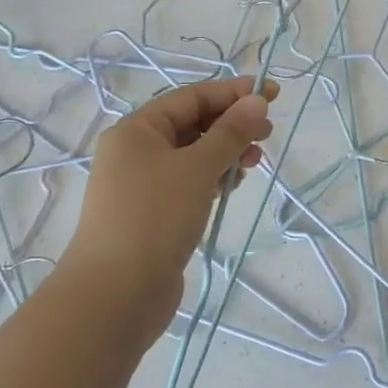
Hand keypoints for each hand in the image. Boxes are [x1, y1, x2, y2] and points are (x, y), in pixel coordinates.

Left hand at [62, 76, 277, 342]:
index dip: (233, 92)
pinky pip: (190, 182)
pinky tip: (233, 185)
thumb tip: (257, 100)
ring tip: (254, 163)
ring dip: (226, 152)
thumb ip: (230, 132)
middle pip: (192, 124)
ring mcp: (143, 184)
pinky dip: (214, 177)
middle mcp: (136, 151)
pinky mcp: (154, 213)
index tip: (272, 94)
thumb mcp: (198, 168)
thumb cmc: (154, 218)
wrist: (115, 295)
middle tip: (267, 133)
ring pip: (193, 155)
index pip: (192, 97)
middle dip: (232, 124)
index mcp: (137, 130)